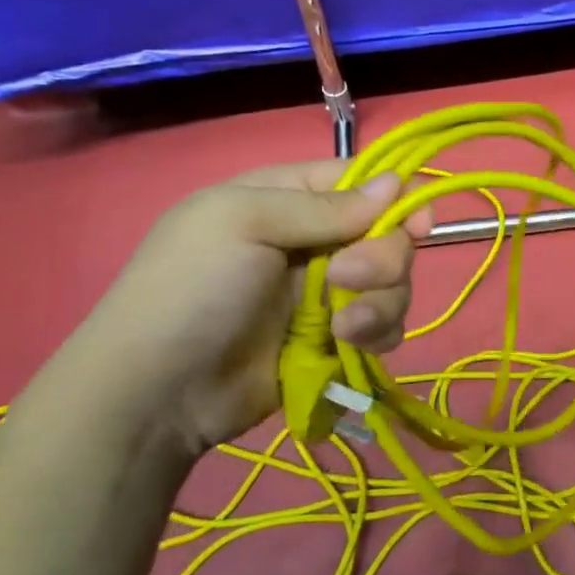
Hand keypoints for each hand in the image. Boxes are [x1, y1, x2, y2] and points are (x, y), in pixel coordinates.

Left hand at [40, 163, 428, 457]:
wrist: (158, 392)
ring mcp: (326, 292)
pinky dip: (378, 333)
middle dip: (382, 259)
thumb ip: (324, 205)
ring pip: (393, 283)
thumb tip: (395, 182)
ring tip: (342, 328)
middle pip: (387, 235)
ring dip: (380, 302)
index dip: (396, 198)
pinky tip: (347, 346)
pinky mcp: (335, 338)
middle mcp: (314, 240)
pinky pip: (384, 325)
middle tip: (345, 279)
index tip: (416, 224)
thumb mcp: (243, 223)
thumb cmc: (191, 289)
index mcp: (287, 199)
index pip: (360, 182)